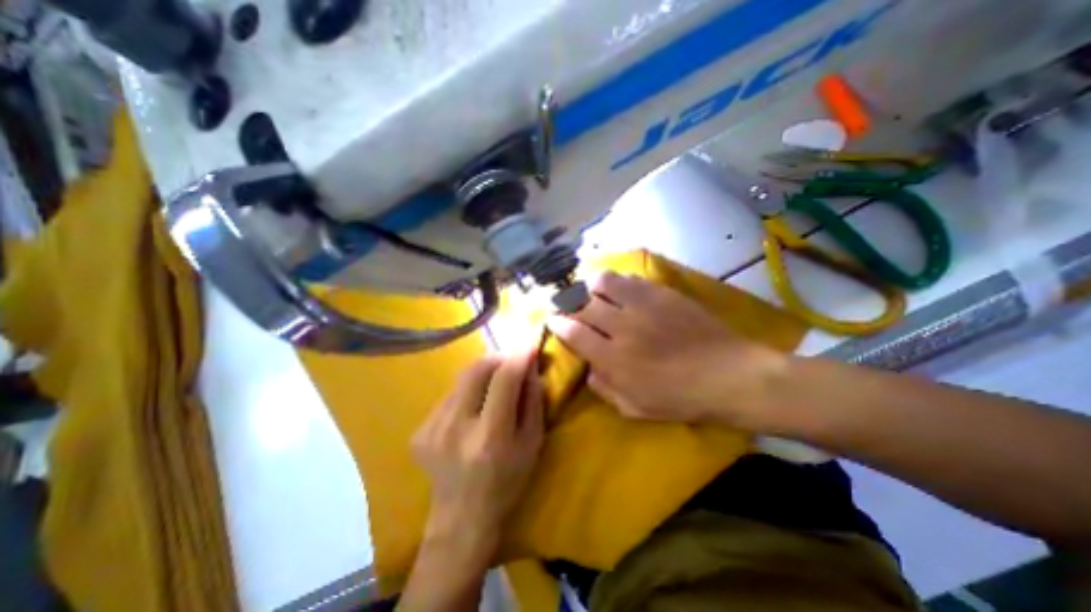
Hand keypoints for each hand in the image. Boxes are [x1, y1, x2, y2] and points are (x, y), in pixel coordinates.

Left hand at [412, 349, 545, 564]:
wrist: (461, 519)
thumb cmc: (507, 483)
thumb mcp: (532, 444)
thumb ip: (533, 401)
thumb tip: (531, 367)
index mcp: (490, 436)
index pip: (504, 378)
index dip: (519, 357)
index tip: (530, 346)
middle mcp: (455, 427)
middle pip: (476, 369)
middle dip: (498, 357)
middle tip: (511, 361)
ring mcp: (431, 428)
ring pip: (461, 379)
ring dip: (483, 375)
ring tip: (493, 389)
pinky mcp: (419, 430)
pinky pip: (450, 395)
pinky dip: (467, 393)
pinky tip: (472, 411)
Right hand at [551, 270, 788, 427]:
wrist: (730, 375)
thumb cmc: (681, 398)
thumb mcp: (635, 408)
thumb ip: (605, 388)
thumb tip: (589, 368)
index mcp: (614, 359)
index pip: (574, 332)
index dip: (558, 323)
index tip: (553, 320)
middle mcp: (622, 327)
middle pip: (583, 304)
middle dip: (568, 302)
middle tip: (566, 303)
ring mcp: (643, 306)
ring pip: (603, 283)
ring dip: (590, 286)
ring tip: (588, 290)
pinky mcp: (662, 293)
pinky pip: (630, 279)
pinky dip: (616, 281)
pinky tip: (616, 286)